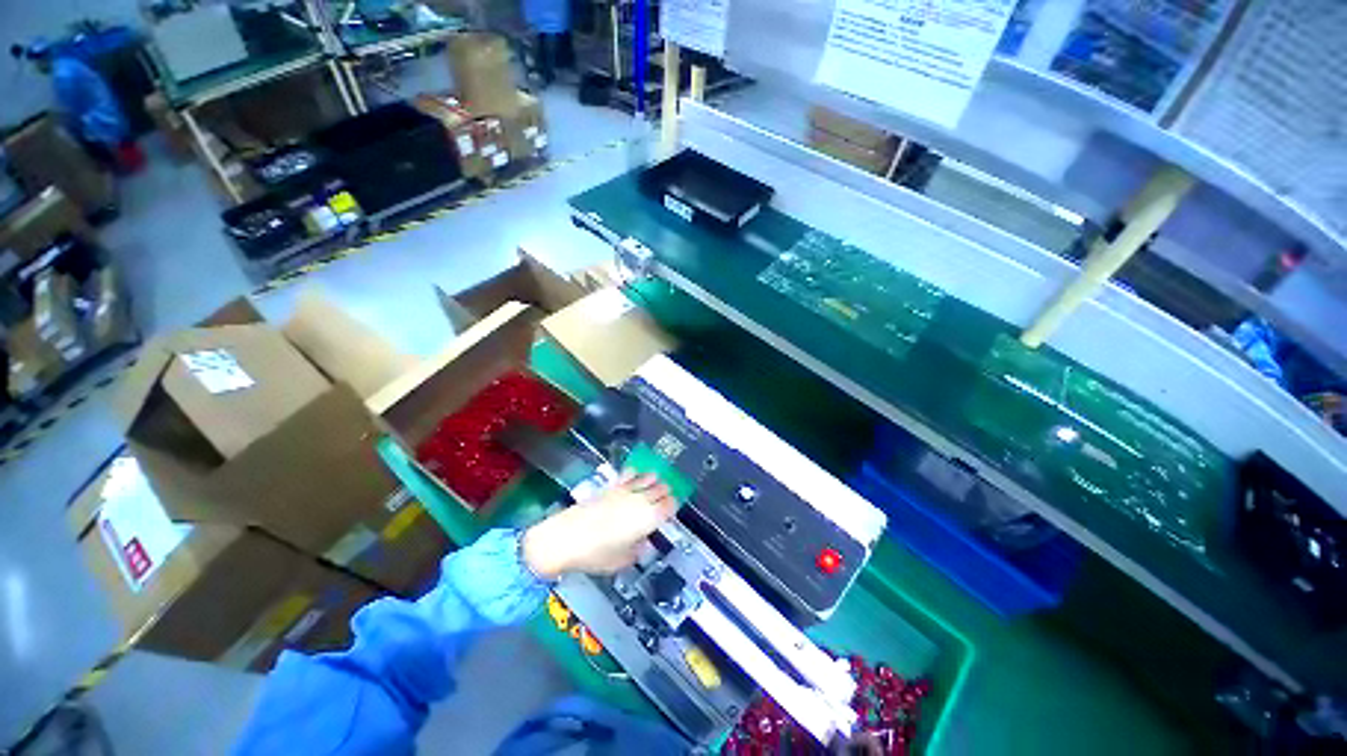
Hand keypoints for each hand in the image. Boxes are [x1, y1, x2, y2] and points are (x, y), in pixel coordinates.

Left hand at [522, 471, 676, 578]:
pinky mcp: (611, 486)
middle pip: (662, 488)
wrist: (567, 538)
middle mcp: (641, 499)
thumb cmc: (597, 554)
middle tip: (664, 499)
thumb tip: (642, 542)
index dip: (673, 507)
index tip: (670, 512)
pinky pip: (630, 474)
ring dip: (653, 481)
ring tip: (654, 483)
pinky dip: (636, 474)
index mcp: (649, 518)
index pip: (670, 505)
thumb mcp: (622, 560)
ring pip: (648, 477)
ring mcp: (626, 490)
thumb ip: (637, 549)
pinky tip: (635, 475)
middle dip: (665, 493)